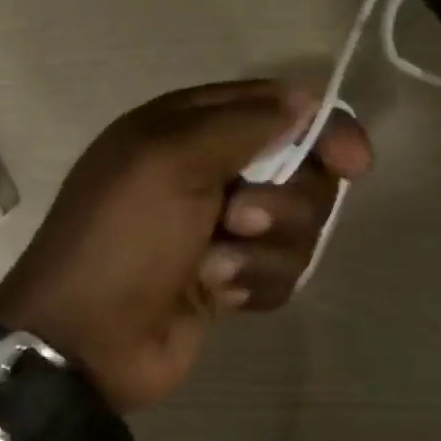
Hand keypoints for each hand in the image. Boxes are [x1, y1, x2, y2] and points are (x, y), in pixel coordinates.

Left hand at [0, 81, 371, 413]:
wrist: (88, 341)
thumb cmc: (123, 238)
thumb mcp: (169, 160)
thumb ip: (242, 123)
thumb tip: (305, 100)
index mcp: (187, 127)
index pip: (276, 106)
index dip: (320, 128)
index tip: (352, 161)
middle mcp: (209, 169)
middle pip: (299, 170)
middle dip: (281, 202)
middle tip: (237, 219)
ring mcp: (222, 227)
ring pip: (297, 226)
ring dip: (262, 251)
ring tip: (213, 268)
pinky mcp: (231, 276)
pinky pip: (281, 270)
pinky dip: (253, 282)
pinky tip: (217, 295)